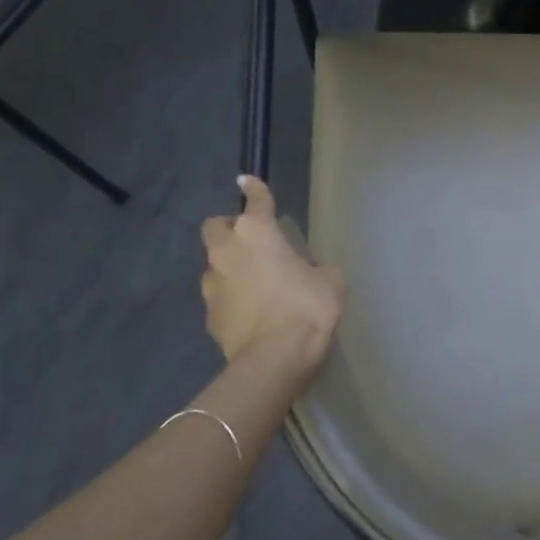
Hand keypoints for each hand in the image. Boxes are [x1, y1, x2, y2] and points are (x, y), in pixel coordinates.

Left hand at [200, 177, 344, 369]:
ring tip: (254, 283)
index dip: (254, 188)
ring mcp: (212, 284)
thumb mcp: (330, 281)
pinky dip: (231, 298)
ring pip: (214, 263)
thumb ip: (317, 267)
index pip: (255, 200)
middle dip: (229, 228)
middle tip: (251, 241)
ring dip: (230, 266)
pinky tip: (251, 312)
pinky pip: (219, 296)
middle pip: (215, 226)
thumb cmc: (307, 308)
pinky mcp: (209, 314)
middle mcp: (227, 251)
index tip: (248, 181)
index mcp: (257, 233)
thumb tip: (308, 271)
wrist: (274, 358)